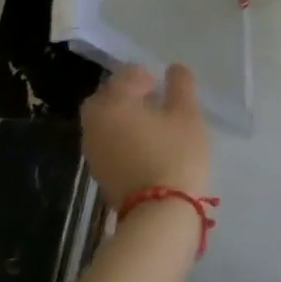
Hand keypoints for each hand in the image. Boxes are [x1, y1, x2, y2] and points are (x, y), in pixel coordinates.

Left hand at [82, 64, 210, 206]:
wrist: (159, 212)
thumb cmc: (176, 154)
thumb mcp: (187, 114)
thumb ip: (181, 85)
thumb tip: (174, 68)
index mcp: (113, 103)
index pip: (125, 75)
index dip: (147, 76)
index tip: (165, 87)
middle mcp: (94, 123)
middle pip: (106, 97)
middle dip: (127, 94)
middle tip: (155, 100)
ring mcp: (92, 150)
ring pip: (104, 121)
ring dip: (123, 116)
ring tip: (153, 123)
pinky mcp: (98, 171)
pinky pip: (106, 141)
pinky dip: (121, 136)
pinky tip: (145, 144)